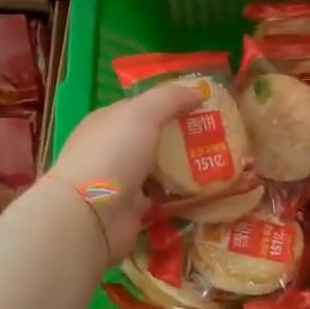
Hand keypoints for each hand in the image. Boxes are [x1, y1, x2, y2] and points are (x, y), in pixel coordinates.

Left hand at [47, 83, 202, 260]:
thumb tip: (199, 92)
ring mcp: (120, 181)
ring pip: (157, 168)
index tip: (203, 105)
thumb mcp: (144, 113)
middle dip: (181, 136)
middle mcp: (112, 149)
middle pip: (152, 137)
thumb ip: (171, 98)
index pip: (142, 106)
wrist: (91, 216)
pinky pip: (161, 197)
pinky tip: (203, 190)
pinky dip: (178, 195)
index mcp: (108, 121)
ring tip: (217, 162)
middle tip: (217, 135)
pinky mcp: (131, 210)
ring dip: (182, 167)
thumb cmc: (114, 153)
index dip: (170, 103)